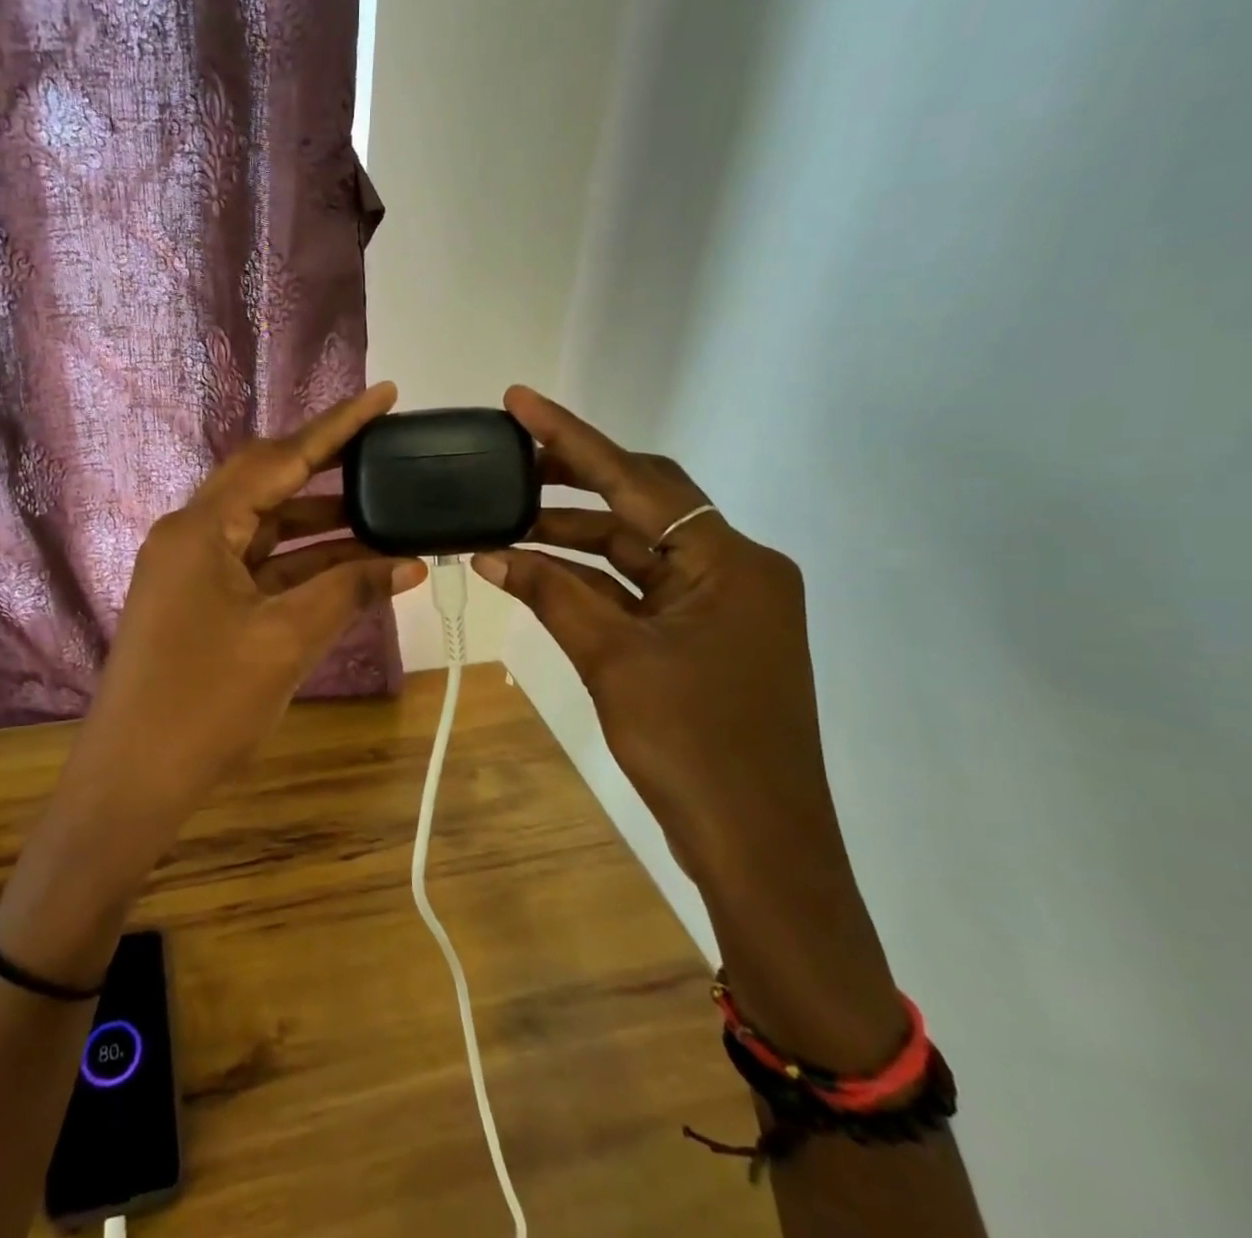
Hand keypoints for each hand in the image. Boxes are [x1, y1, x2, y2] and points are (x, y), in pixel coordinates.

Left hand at [0, 384, 422, 983]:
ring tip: (385, 514)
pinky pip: (259, 568)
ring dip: (321, 525)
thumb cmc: (205, 705)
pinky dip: (302, 566)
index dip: (338, 426)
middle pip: (269, 483)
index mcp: (202, 527)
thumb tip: (409, 564)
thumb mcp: (286, 640)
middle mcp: (191, 535)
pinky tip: (350, 568)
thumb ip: (348, 591)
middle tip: (385, 454)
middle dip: (328, 469)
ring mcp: (192, 571)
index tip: (385, 395)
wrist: (132, 782)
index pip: (281, 458)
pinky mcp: (198, 604)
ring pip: (267, 530)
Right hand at [475, 386, 905, 1070]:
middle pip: (643, 503)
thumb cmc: (693, 748)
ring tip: (508, 520)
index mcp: (729, 560)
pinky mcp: (710, 637)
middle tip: (507, 460)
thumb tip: (490, 553)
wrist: (761, 849)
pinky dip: (594, 580)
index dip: (571, 437)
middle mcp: (735, 567)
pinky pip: (644, 589)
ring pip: (639, 548)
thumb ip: (552, 594)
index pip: (636, 479)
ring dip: (576, 534)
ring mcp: (725, 604)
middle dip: (573, 479)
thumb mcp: (613, 660)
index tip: (518, 401)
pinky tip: (542, 572)